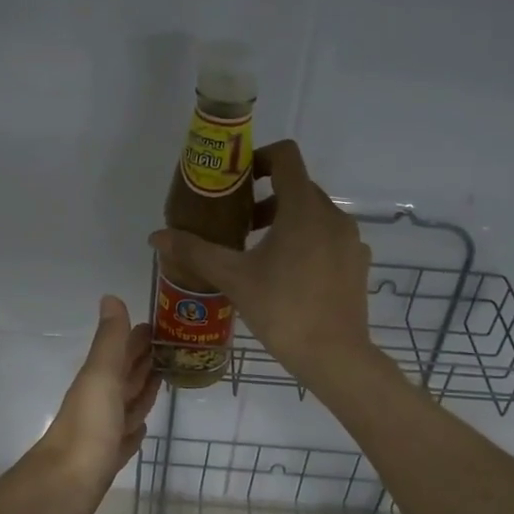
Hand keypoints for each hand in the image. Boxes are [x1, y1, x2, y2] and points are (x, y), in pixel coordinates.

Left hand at [9, 296, 158, 513]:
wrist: (63, 488)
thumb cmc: (87, 429)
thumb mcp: (101, 377)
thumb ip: (109, 341)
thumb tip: (111, 297)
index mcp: (98, 380)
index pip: (123, 351)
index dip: (139, 337)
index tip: (164, 325)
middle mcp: (100, 402)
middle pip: (126, 376)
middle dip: (145, 361)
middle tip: (173, 349)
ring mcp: (103, 432)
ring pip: (127, 405)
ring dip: (142, 391)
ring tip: (163, 379)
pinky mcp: (107, 459)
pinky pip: (125, 437)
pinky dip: (134, 428)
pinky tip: (142, 427)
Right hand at [150, 140, 374, 388]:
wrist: (334, 356)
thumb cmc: (282, 310)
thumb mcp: (233, 278)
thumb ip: (195, 251)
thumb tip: (156, 236)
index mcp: (303, 209)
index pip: (286, 156)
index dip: (259, 158)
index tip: (237, 182)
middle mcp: (333, 215)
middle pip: (298, 187)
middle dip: (266, 198)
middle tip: (238, 224)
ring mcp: (350, 240)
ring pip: (314, 214)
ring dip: (285, 221)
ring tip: (258, 252)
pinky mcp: (357, 263)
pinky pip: (329, 238)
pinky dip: (307, 242)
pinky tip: (288, 275)